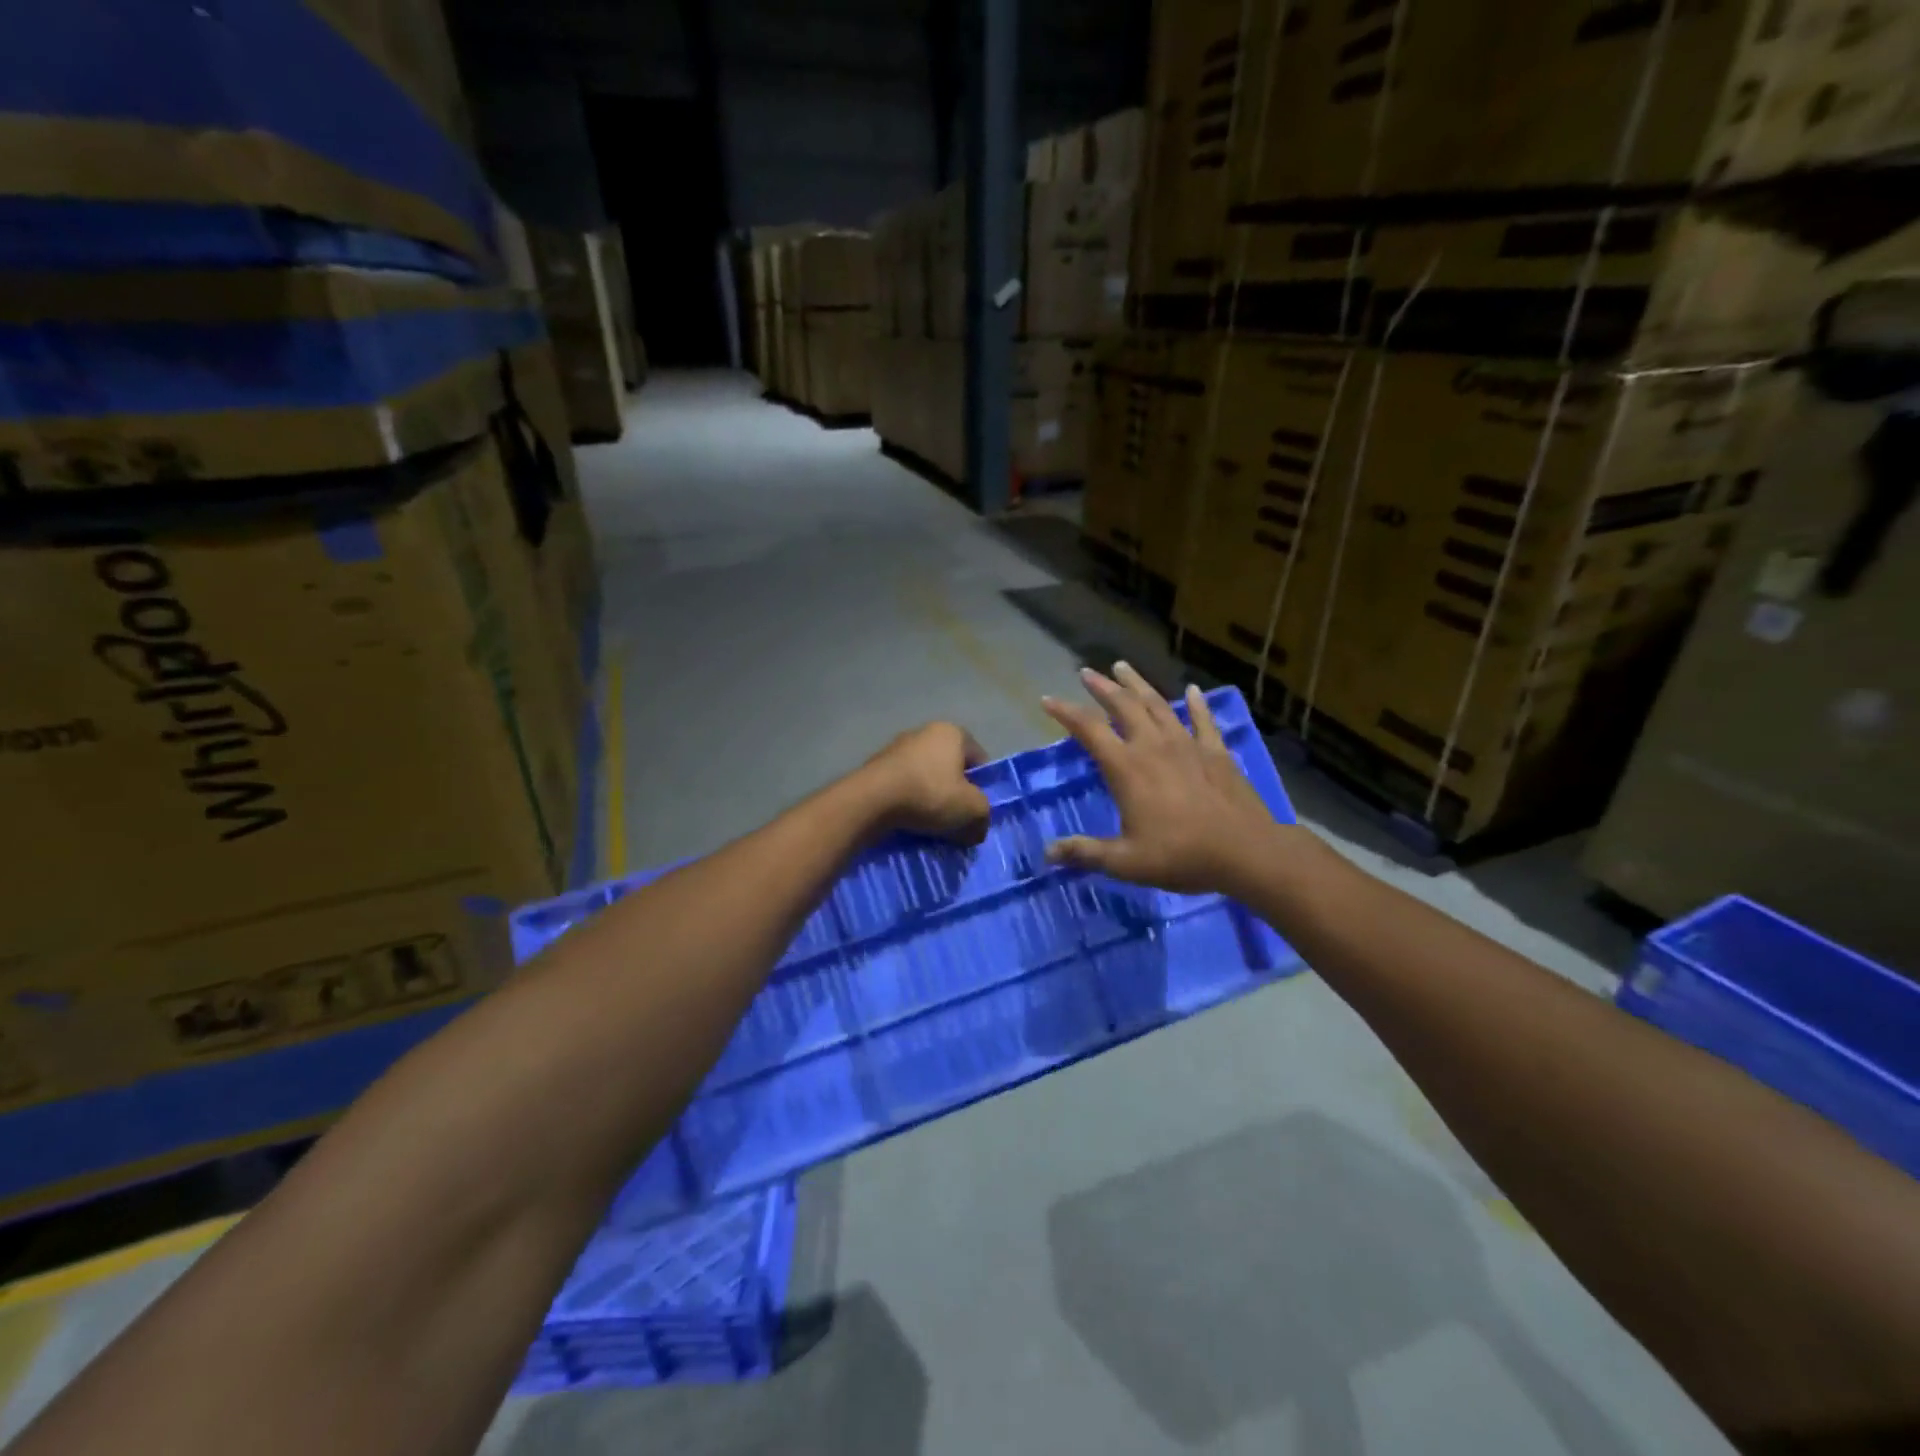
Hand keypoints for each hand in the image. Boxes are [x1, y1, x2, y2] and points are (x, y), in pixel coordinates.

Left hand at [864, 722, 992, 844]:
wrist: (872, 800)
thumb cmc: (930, 794)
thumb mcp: (972, 810)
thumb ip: (983, 817)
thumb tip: (976, 828)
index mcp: (952, 732)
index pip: (979, 759)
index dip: (983, 787)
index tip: (977, 810)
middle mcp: (924, 732)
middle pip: (950, 768)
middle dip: (955, 794)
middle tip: (957, 820)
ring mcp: (897, 747)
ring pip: (926, 778)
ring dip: (931, 799)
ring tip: (931, 825)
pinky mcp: (876, 766)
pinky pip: (903, 786)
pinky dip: (909, 802)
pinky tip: (909, 821)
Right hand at [1041, 663, 1290, 894]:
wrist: (1245, 851)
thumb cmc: (1180, 856)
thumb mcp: (1125, 862)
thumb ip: (1085, 853)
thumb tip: (1048, 853)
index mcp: (1127, 768)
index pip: (1089, 730)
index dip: (1065, 713)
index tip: (1047, 700)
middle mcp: (1153, 746)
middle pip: (1123, 706)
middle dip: (1102, 687)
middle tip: (1087, 672)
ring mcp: (1187, 744)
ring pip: (1158, 705)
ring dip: (1138, 685)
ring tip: (1124, 667)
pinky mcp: (1216, 751)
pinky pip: (1203, 720)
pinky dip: (1196, 703)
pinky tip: (1193, 689)